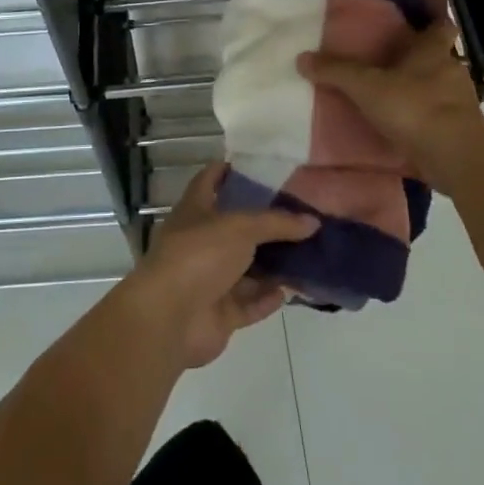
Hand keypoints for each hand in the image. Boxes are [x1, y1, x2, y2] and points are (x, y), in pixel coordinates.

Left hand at [122, 163, 317, 368]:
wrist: (170, 318)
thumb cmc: (199, 255)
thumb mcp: (240, 227)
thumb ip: (277, 223)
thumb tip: (313, 221)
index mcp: (195, 211)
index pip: (210, 180)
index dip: (230, 170)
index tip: (260, 166)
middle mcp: (200, 241)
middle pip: (235, 228)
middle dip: (264, 223)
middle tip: (300, 214)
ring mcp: (208, 279)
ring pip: (245, 269)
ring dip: (271, 265)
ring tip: (305, 254)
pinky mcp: (218, 313)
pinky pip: (248, 303)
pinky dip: (266, 298)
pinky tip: (289, 291)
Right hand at [297, 18, 483, 194]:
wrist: (456, 156)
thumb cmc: (414, 107)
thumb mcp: (366, 86)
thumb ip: (336, 71)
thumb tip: (302, 57)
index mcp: (434, 50)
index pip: (441, 24)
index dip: (436, 17)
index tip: (424, 15)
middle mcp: (451, 71)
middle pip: (440, 57)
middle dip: (422, 58)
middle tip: (396, 59)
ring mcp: (461, 103)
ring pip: (441, 88)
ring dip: (424, 91)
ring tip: (396, 95)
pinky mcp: (462, 132)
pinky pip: (440, 118)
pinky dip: (425, 120)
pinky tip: (406, 127)